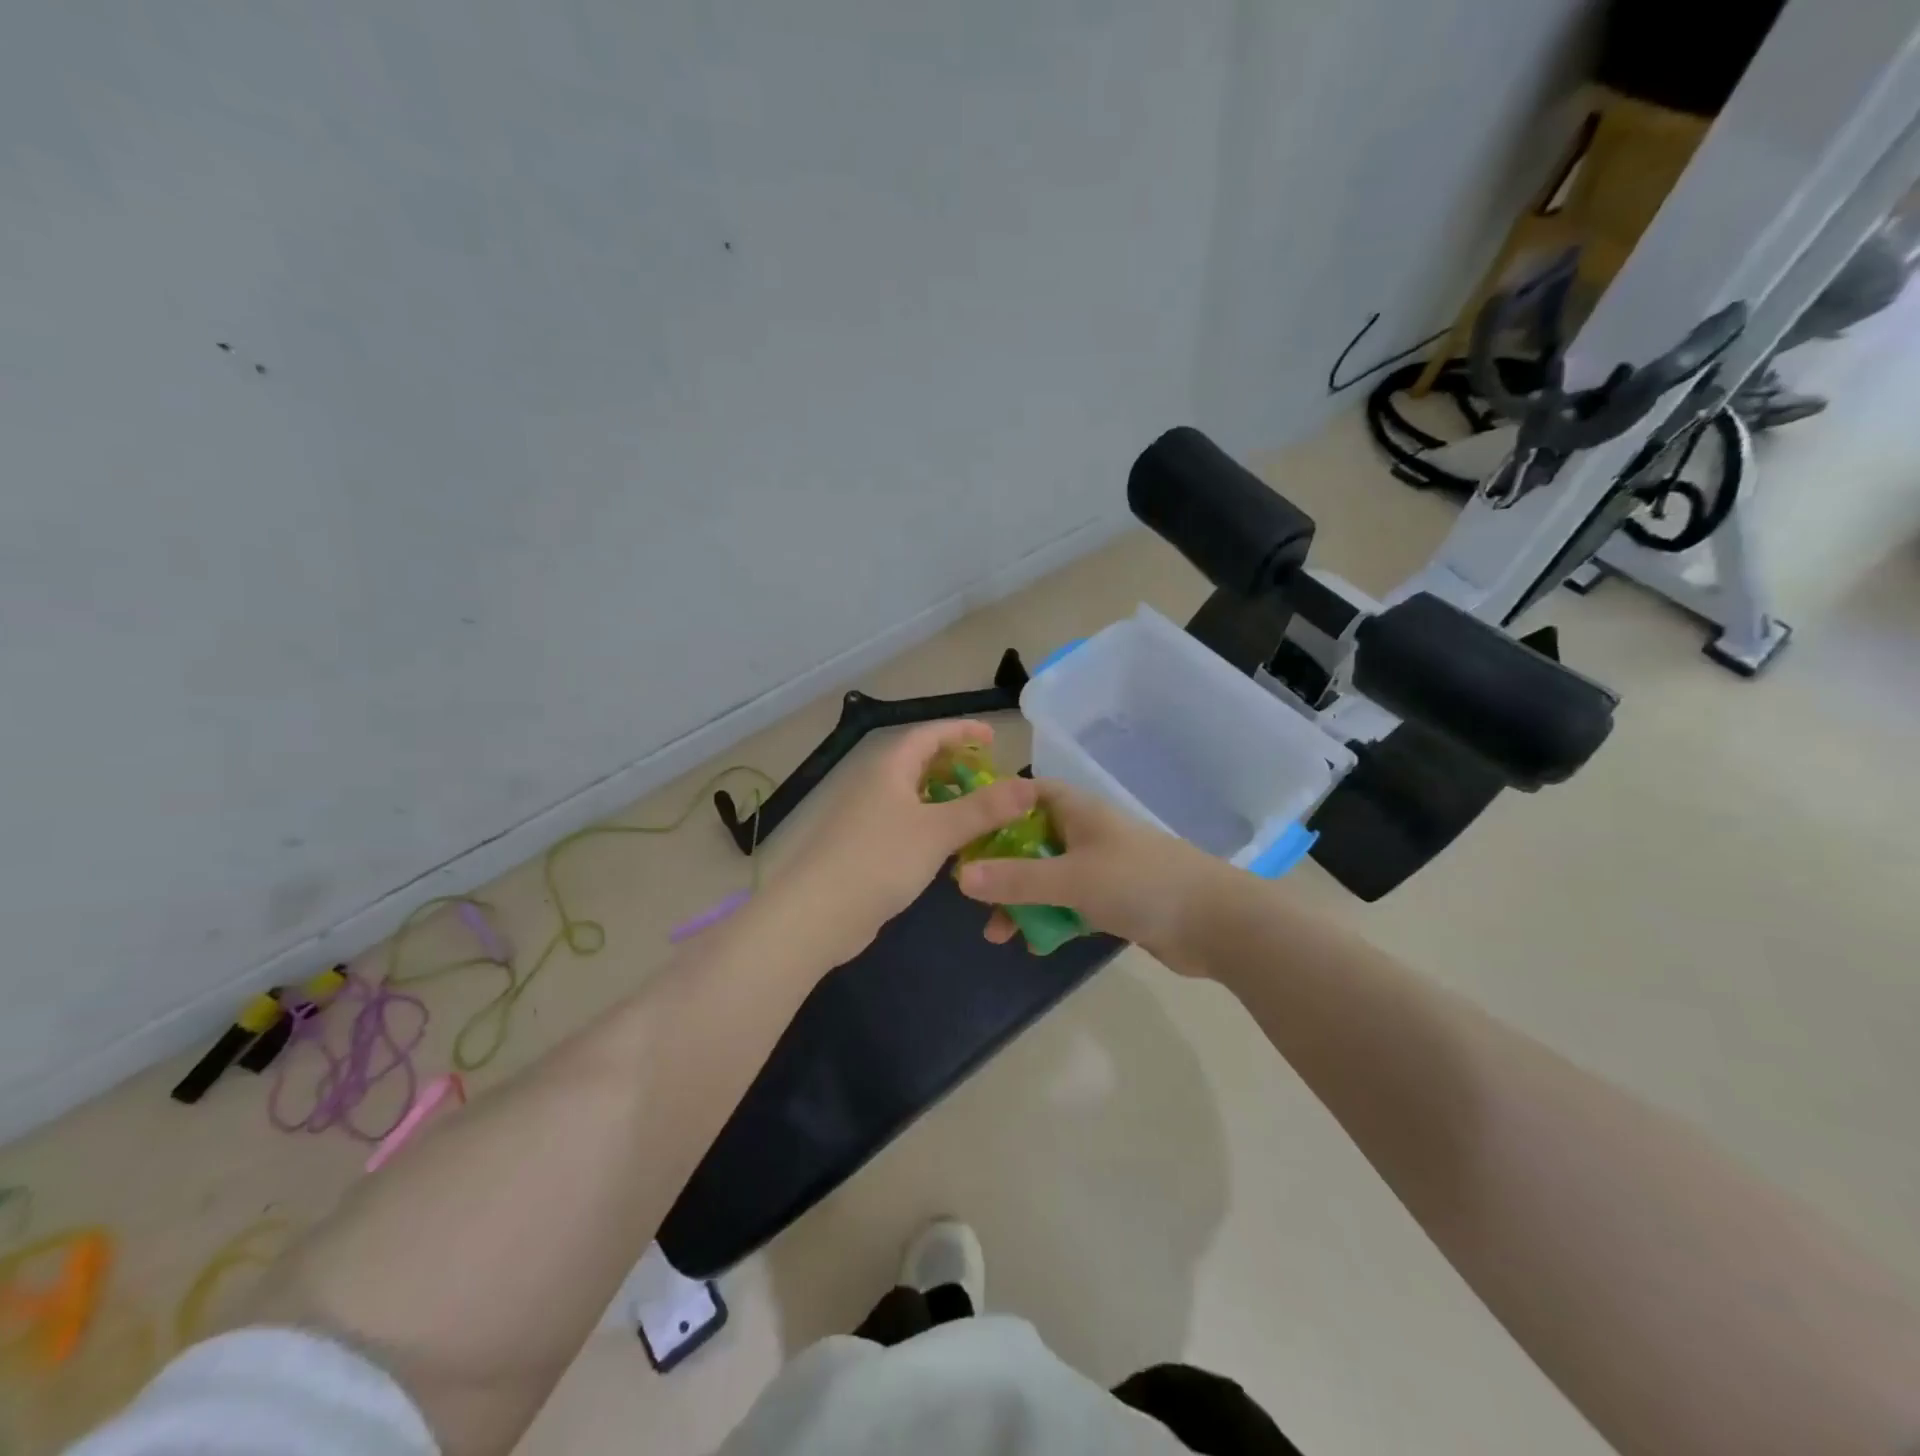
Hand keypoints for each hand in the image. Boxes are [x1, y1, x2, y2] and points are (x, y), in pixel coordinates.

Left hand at [773, 720, 1040, 963]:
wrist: (817, 915)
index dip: (962, 731)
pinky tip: (952, 848)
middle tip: (991, 778)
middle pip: (920, 763)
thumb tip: (1029, 785)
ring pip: (914, 796)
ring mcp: (867, 817)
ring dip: (947, 800)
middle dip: (957, 766)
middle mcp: (876, 784)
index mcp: (889, 767)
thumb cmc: (879, 860)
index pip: (929, 734)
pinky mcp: (865, 848)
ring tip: (980, 812)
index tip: (994, 737)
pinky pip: (906, 824)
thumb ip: (984, 808)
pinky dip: (932, 826)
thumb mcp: (938, 831)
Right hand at [955, 781, 1222, 961]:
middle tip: (974, 897)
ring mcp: (1102, 868)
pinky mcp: (1114, 900)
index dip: (996, 808)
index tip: (964, 832)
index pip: (1028, 795)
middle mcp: (1087, 833)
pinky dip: (1051, 919)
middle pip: (1032, 841)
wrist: (1215, 923)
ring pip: (1049, 878)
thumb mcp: (1071, 879)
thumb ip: (1016, 879)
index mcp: (1079, 812)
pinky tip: (1036, 944)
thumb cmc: (1140, 884)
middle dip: (1002, 868)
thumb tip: (960, 877)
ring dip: (1023, 901)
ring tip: (998, 933)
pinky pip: (1070, 904)